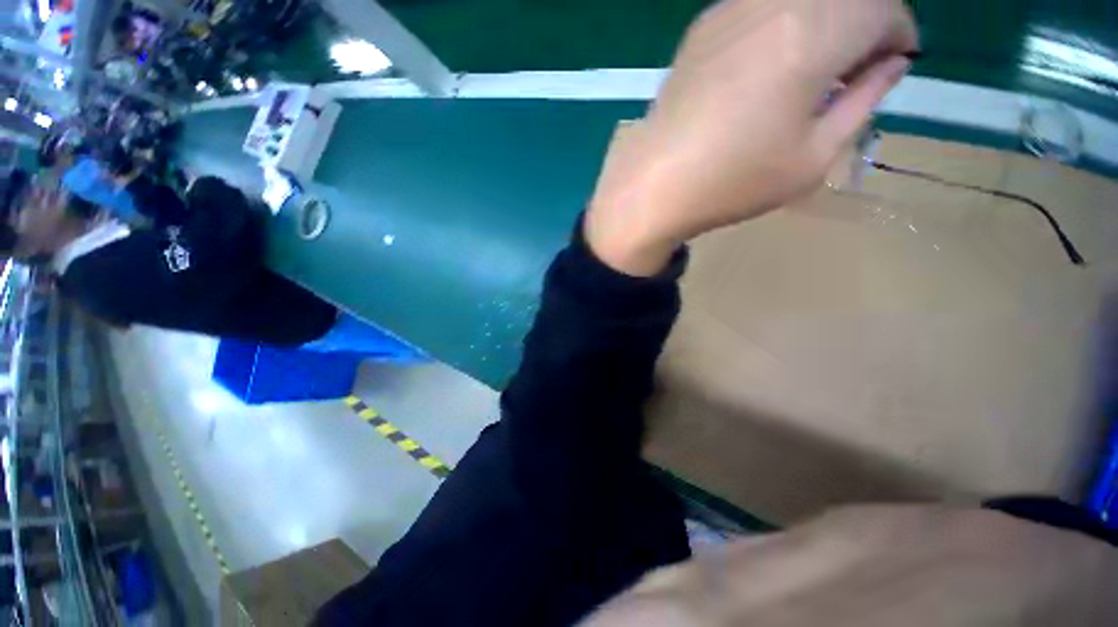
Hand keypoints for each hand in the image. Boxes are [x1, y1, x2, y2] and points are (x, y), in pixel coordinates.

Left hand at [586, 0, 918, 274]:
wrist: (652, 188)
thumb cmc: (730, 184)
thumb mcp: (813, 158)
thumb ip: (862, 102)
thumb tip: (889, 65)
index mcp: (811, 34)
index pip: (882, 6)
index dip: (897, 33)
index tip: (891, 65)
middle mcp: (771, 4)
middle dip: (864, 23)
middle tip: (853, 71)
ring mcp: (728, 11)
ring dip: (822, 21)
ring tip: (810, 72)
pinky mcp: (700, 29)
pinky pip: (760, 7)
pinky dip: (783, 23)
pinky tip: (768, 66)